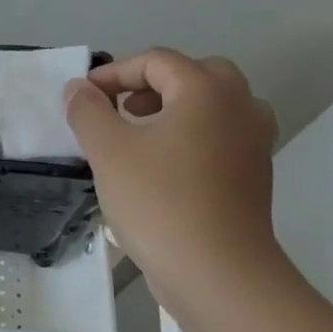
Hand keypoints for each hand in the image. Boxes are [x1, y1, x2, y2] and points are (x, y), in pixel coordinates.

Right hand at [64, 49, 286, 320]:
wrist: (216, 270)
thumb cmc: (157, 199)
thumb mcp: (106, 149)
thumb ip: (87, 110)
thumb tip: (79, 88)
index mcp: (206, 91)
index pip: (156, 61)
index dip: (114, 73)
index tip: (83, 99)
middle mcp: (239, 107)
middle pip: (195, 75)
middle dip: (151, 84)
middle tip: (120, 110)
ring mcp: (253, 142)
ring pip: (212, 106)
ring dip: (173, 109)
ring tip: (137, 137)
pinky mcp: (253, 174)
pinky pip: (219, 135)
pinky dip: (189, 136)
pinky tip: (159, 167)